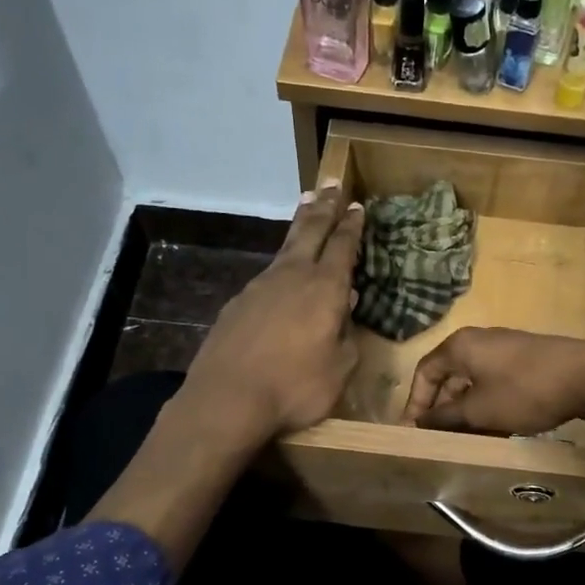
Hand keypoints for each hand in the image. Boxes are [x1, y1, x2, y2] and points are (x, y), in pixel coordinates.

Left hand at [179, 183, 363, 445]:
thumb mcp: (339, 369)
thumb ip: (347, 336)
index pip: (343, 247)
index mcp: (325, 289)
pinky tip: (281, 272)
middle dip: (325, 208)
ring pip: (286, 248)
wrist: (227, 399)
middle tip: (333, 185)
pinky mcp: (238, 302)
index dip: (352, 226)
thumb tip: (347, 307)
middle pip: (311, 231)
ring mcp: (260, 286)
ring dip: (300, 226)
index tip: (358, 207)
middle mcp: (292, 276)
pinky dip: (281, 262)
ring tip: (307, 208)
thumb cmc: (294, 387)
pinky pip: (267, 273)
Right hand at [403, 328, 584, 435]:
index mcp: (460, 346)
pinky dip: (489, 406)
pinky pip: (495, 383)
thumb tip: (420, 422)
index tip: (413, 431)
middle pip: (449, 377)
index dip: (416, 403)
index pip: (424, 372)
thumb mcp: (478, 411)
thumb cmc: (523, 391)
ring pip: (474, 383)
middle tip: (440, 440)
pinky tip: (497, 430)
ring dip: (467, 412)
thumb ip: (445, 417)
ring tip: (468, 441)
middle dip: (443, 410)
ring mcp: (505, 349)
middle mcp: (478, 341)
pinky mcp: (526, 360)